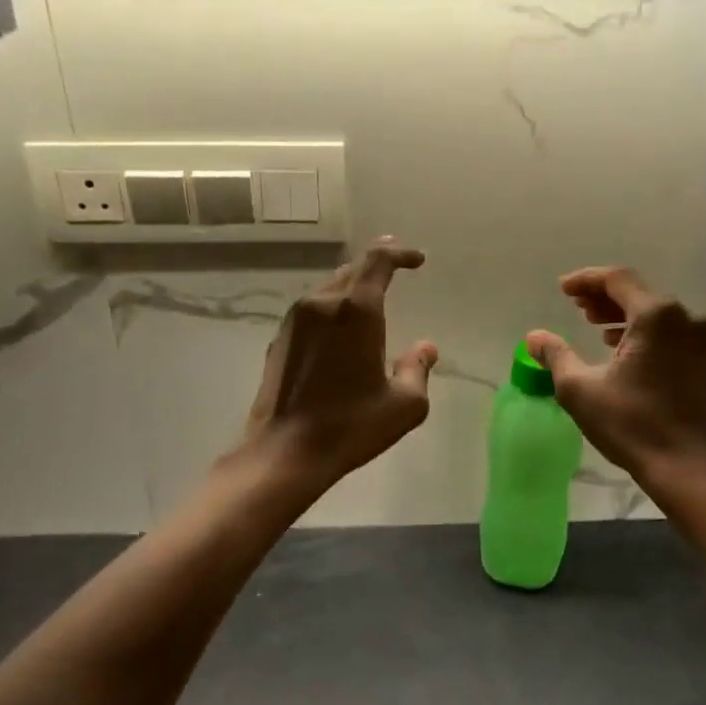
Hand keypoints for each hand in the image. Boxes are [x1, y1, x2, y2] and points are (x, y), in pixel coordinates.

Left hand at [243, 238, 438, 487]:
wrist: (284, 452)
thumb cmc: (350, 427)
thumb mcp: (404, 405)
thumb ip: (418, 368)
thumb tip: (426, 347)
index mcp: (355, 311)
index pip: (378, 260)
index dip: (399, 252)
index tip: (417, 260)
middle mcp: (321, 304)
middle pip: (352, 269)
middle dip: (377, 266)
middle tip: (397, 268)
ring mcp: (295, 320)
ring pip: (329, 288)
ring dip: (352, 287)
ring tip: (370, 300)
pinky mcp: (279, 339)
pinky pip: (311, 310)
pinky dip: (331, 308)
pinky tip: (339, 330)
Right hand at [528, 268, 705, 490]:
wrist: (686, 466)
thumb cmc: (631, 424)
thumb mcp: (580, 389)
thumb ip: (556, 355)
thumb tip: (534, 337)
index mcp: (656, 316)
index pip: (617, 279)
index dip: (586, 280)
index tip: (562, 290)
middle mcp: (684, 318)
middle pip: (637, 293)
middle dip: (603, 297)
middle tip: (574, 306)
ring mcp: (700, 339)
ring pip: (654, 312)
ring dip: (621, 314)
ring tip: (593, 325)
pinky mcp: (705, 360)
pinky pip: (669, 330)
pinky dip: (641, 330)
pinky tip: (620, 346)